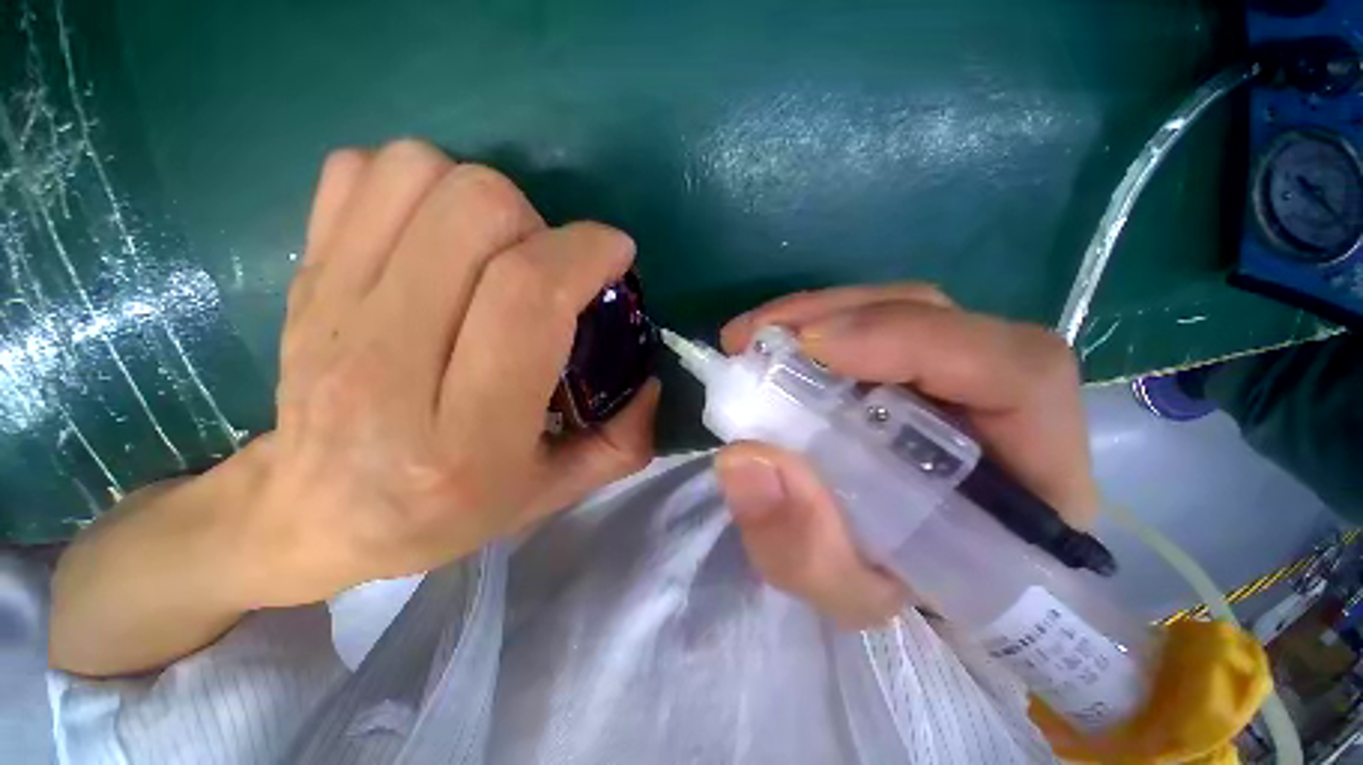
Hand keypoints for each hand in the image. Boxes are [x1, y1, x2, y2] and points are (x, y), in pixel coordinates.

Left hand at [223, 141, 659, 606]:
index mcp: (463, 434)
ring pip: (418, 174)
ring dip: (479, 198)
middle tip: (549, 265)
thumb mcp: (553, 492)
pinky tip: (433, 235)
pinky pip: (358, 172)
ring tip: (494, 250)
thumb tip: (652, 379)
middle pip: (475, 214)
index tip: (615, 254)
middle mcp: (386, 363)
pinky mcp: (303, 278)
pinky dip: (413, 184)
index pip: (527, 296)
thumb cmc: (446, 513)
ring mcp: (331, 310)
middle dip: (538, 223)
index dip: (585, 252)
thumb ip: (623, 441)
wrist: (316, 514)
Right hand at [714, 285, 1097, 628]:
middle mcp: (1004, 407)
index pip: (1018, 373)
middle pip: (944, 321)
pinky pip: (873, 326)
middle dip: (844, 318)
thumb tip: (742, 459)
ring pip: (903, 311)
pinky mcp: (915, 368)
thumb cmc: (896, 593)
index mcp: (1032, 477)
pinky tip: (776, 345)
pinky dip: (817, 326)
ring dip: (821, 316)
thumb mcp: (846, 593)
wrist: (904, 579)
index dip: (915, 341)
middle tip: (759, 338)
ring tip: (756, 339)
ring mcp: (957, 377)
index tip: (813, 348)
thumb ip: (802, 546)